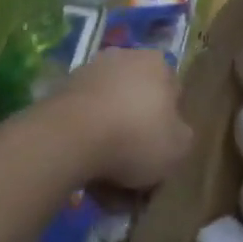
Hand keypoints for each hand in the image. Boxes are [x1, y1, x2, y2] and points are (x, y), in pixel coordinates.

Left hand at [49, 47, 191, 191]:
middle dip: (137, 135)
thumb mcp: (179, 147)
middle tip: (136, 172)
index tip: (162, 152)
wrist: (70, 137)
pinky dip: (87, 144)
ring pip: (109, 115)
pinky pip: (83, 123)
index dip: (169, 126)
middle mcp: (123, 58)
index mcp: (157, 63)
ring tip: (108, 183)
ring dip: (110, 143)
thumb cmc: (136, 137)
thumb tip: (173, 133)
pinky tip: (87, 174)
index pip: (173, 94)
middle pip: (138, 103)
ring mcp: (88, 72)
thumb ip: (181, 136)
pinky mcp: (60, 91)